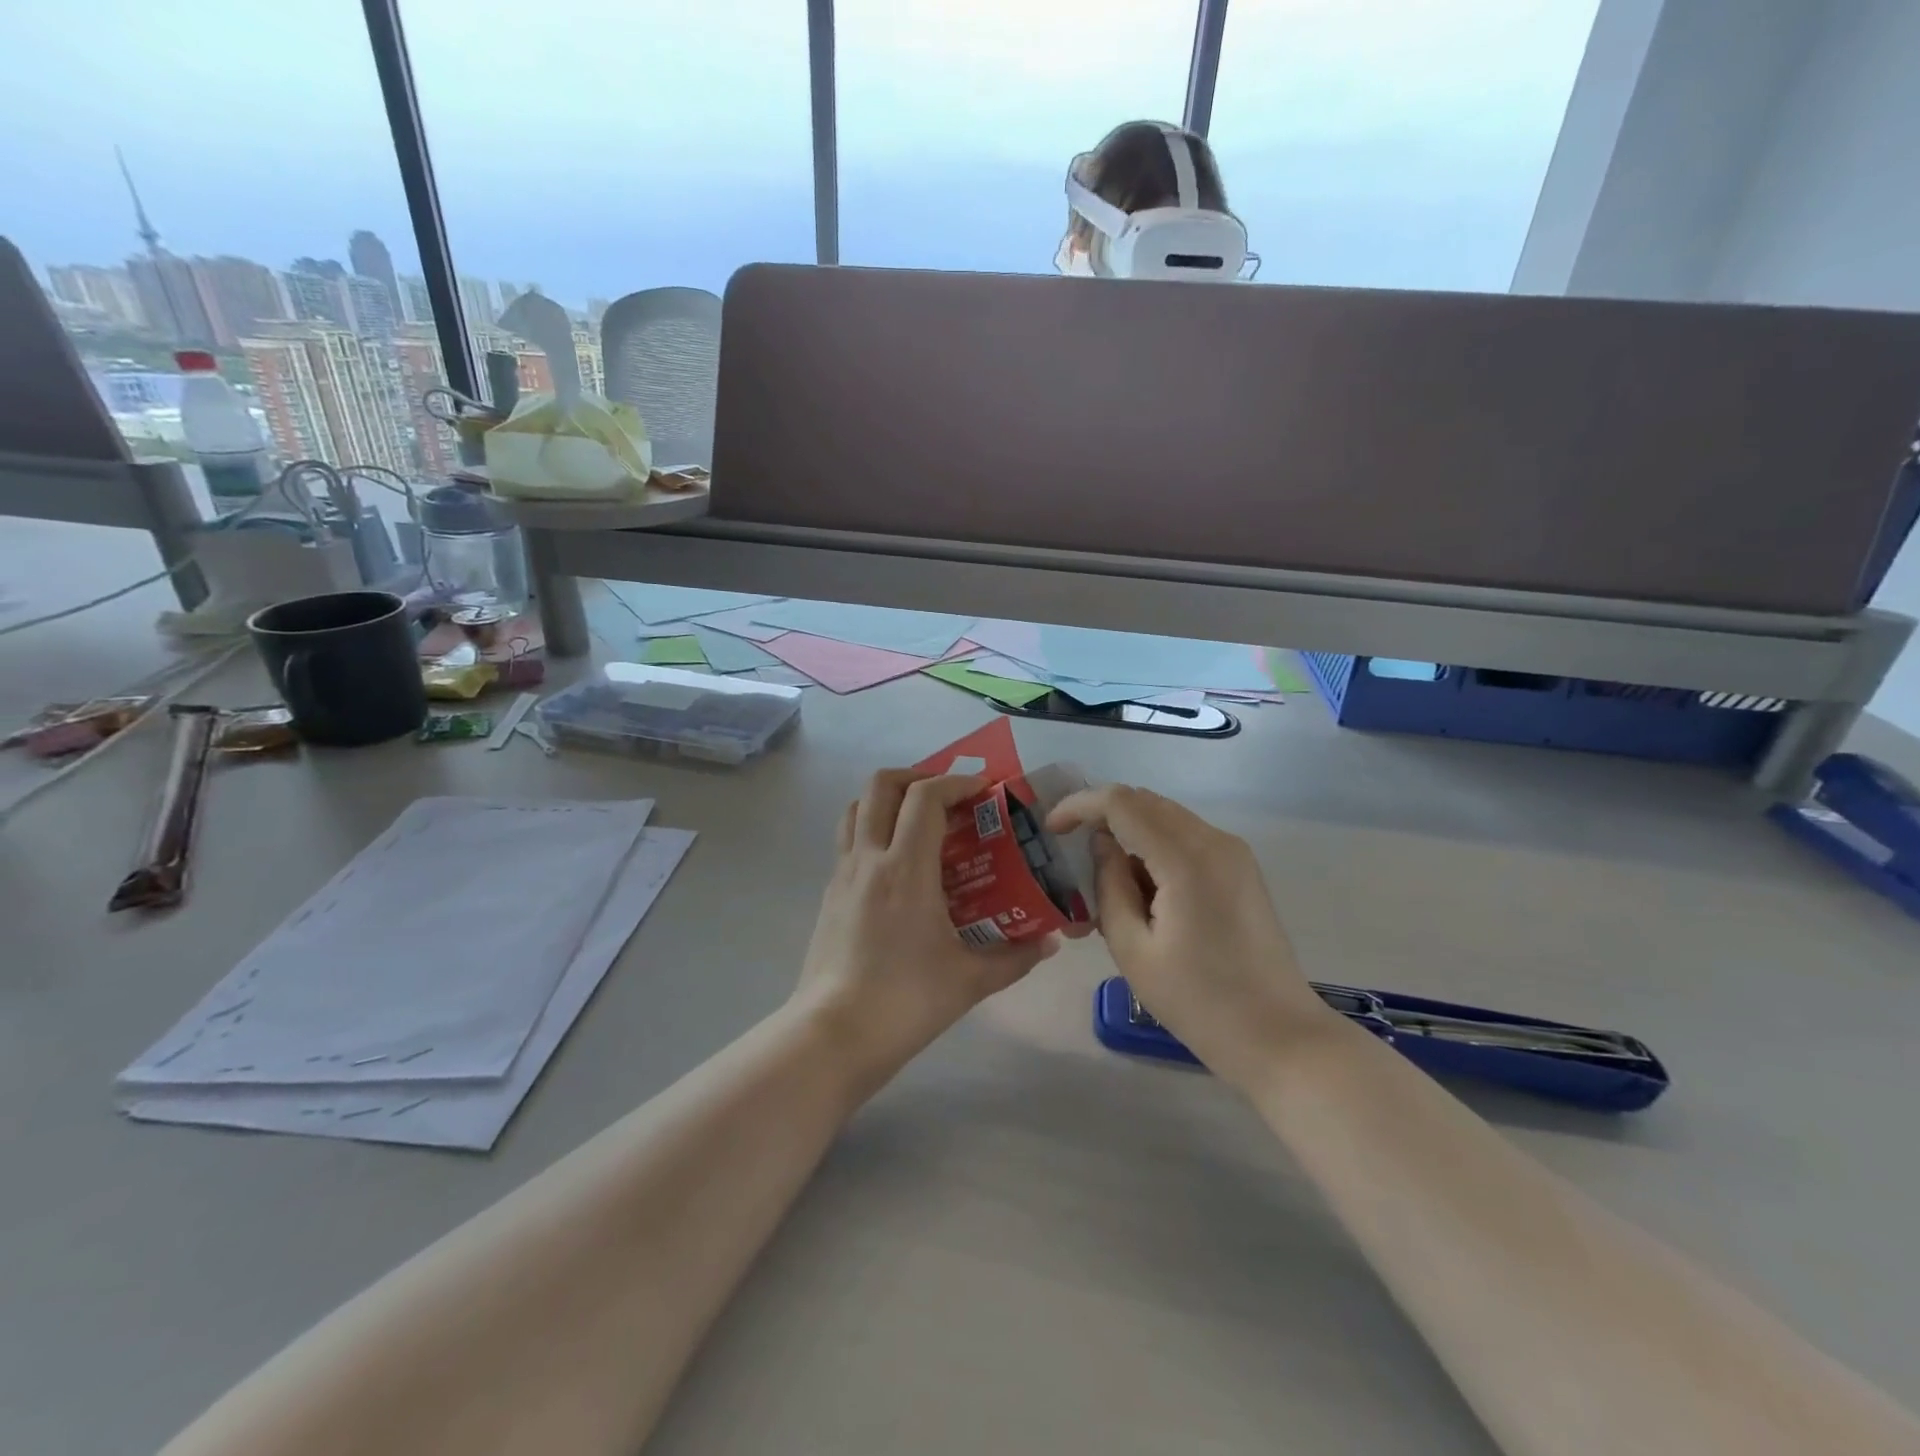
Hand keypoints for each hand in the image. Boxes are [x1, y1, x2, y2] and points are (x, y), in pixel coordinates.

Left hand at [794, 769, 1060, 1089]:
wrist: (833, 1035)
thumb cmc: (905, 1001)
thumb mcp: (970, 981)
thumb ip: (1015, 958)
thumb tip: (1048, 944)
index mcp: (905, 868)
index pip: (925, 797)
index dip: (956, 782)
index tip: (983, 790)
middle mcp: (869, 858)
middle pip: (881, 785)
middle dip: (917, 776)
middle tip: (948, 796)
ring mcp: (843, 874)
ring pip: (857, 808)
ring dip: (888, 799)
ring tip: (919, 820)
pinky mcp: (830, 895)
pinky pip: (849, 841)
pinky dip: (873, 830)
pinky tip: (898, 866)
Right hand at [1048, 785, 1335, 1090]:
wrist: (1278, 1036)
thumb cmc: (1198, 1002)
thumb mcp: (1133, 950)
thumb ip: (1109, 886)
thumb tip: (1102, 845)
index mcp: (1186, 859)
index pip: (1121, 802)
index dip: (1079, 805)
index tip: (1051, 830)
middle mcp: (1214, 841)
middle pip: (1144, 802)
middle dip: (1102, 816)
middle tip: (1071, 853)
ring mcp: (1233, 852)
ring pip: (1165, 816)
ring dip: (1129, 832)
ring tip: (1106, 880)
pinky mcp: (1240, 868)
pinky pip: (1186, 836)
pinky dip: (1154, 846)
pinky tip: (1143, 889)